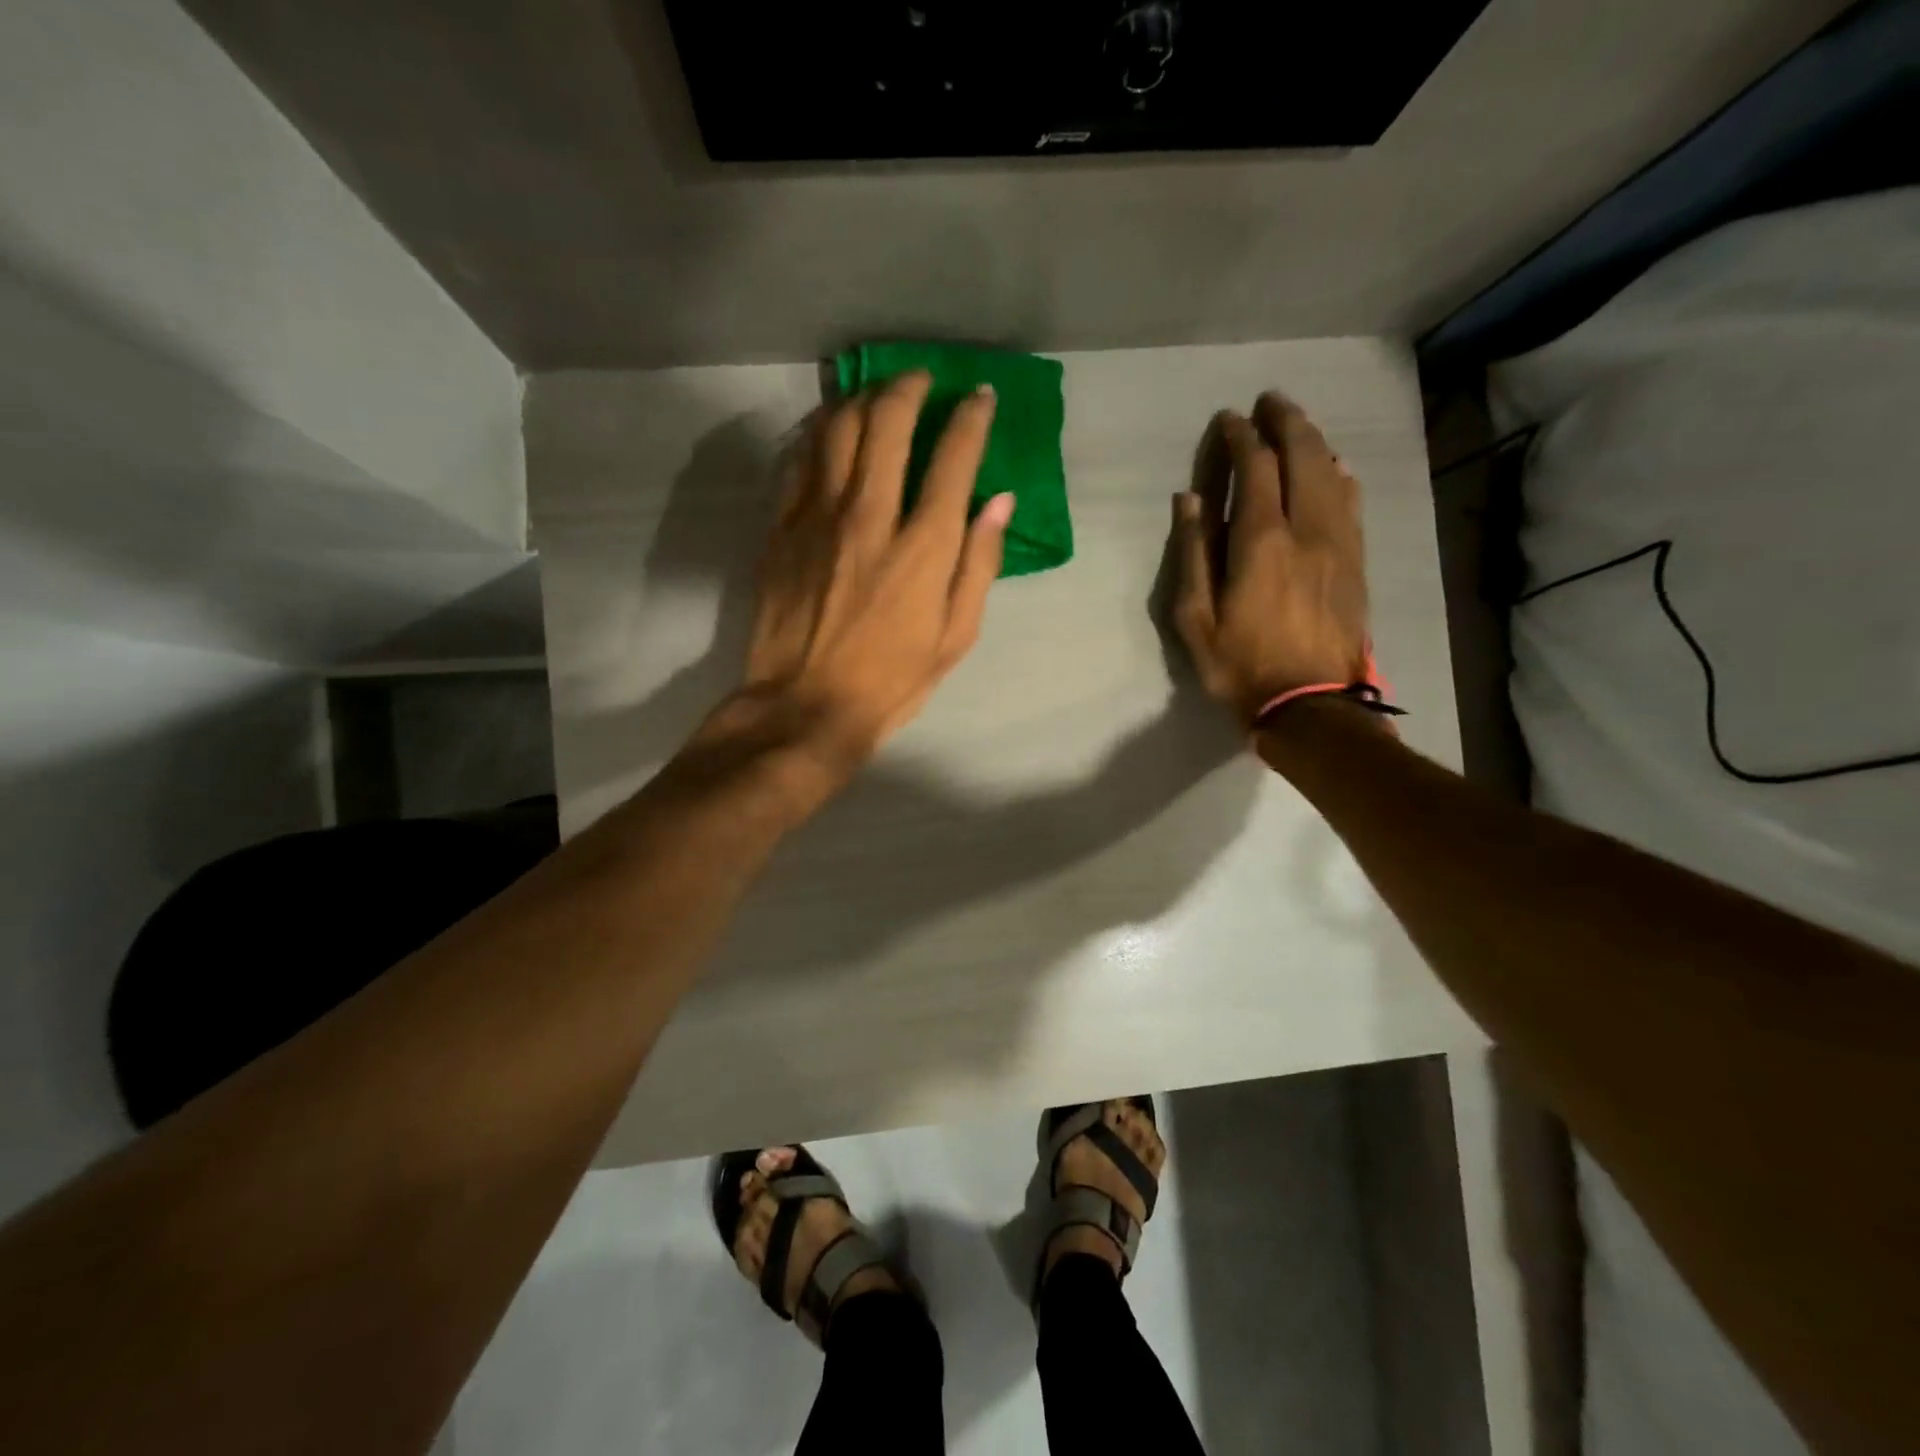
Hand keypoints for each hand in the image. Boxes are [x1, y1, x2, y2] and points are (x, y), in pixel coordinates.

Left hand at [717, 370, 1012, 777]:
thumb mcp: (955, 638)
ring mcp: (817, 518)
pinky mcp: (780, 529)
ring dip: (862, 399)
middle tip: (921, 382)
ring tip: (876, 397)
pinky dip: (819, 433)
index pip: (953, 458)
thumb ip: (979, 565)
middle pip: (887, 422)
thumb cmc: (891, 681)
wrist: (805, 707)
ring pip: (837, 428)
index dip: (970, 418)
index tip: (979, 398)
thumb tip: (999, 502)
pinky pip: (799, 460)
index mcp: (923, 548)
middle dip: (910, 388)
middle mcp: (870, 517)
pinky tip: (830, 431)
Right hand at [1170, 393, 1370, 729]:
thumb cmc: (1241, 666)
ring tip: (1297, 425)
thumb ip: (1193, 554)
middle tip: (1269, 401)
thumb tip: (1189, 500)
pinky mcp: (1356, 562)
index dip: (1240, 437)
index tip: (1228, 419)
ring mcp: (1339, 544)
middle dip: (1284, 422)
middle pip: (1302, 456)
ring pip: (1332, 474)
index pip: (1254, 468)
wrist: (1311, 705)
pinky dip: (1339, 476)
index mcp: (1261, 541)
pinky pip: (1352, 503)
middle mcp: (1307, 529)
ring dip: (1314, 441)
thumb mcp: (1196, 619)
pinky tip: (1334, 469)